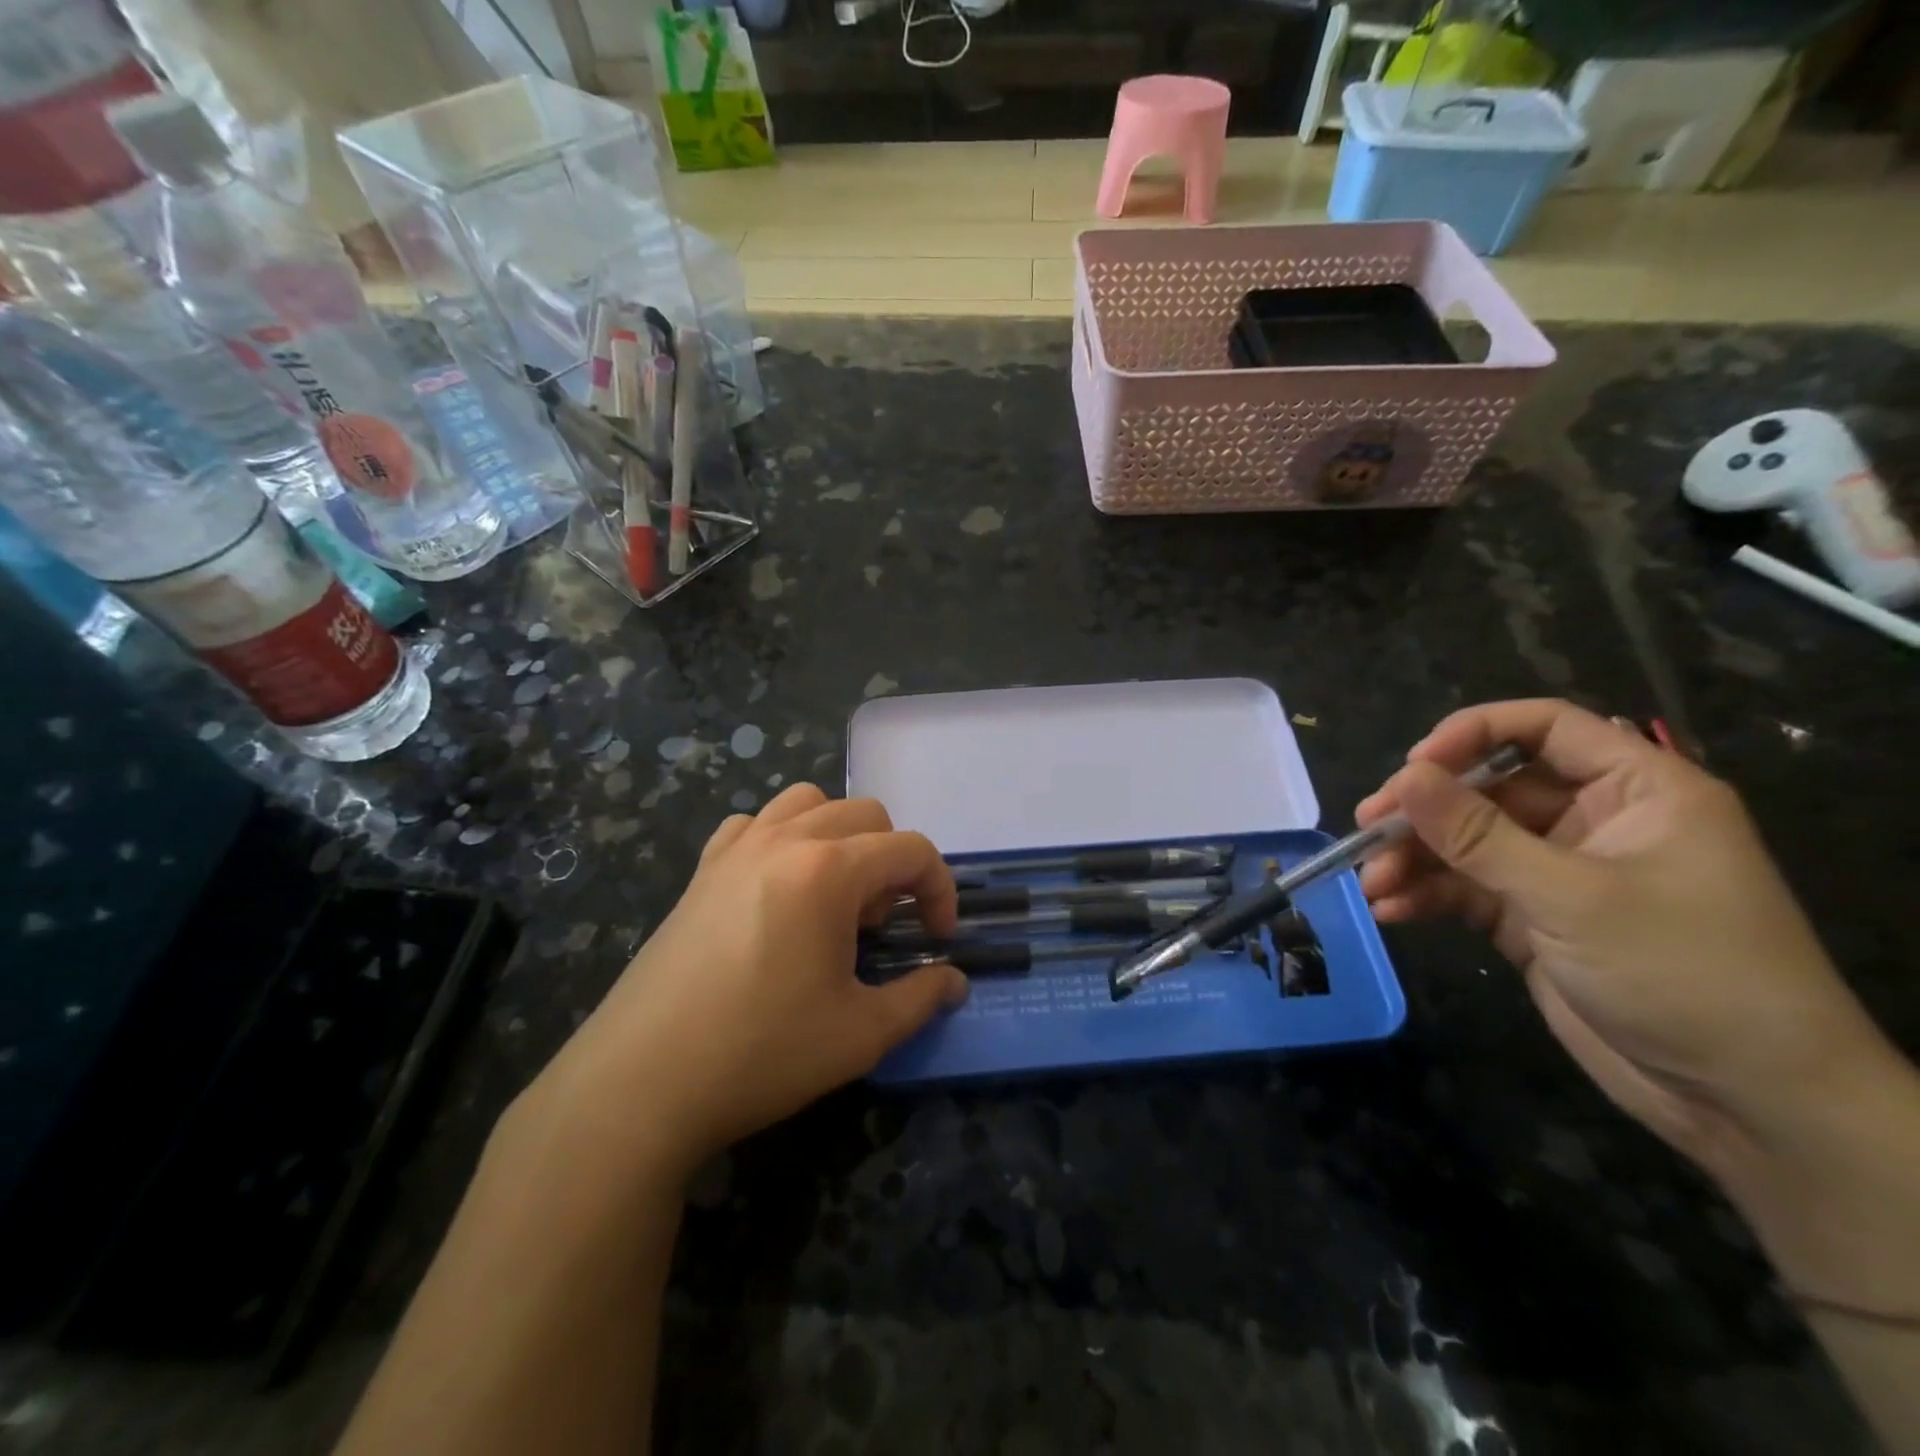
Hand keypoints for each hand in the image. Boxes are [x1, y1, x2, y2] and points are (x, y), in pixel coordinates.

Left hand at [533, 784, 967, 1179]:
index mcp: (829, 870)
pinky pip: (754, 823)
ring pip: (808, 803)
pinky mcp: (702, 869)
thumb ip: (920, 998)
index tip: (936, 938)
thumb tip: (955, 982)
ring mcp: (737, 848)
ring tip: (832, 897)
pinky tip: (777, 890)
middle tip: (878, 927)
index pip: (911, 850)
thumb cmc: (761, 1052)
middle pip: (865, 814)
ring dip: (839, 836)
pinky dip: (782, 839)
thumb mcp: (860, 1035)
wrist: (641, 1081)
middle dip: (891, 862)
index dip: (939, 889)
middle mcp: (784, 840)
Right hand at [1356, 699, 1893, 1179]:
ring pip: (1468, 842)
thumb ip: (1478, 835)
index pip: (1546, 728)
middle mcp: (1595, 821)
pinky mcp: (1533, 920)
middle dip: (1426, 809)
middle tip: (1367, 827)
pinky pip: (1466, 889)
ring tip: (1373, 882)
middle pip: (1489, 788)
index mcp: (1636, 792)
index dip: (1473, 733)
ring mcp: (1560, 873)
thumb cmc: (1683, 974)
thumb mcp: (1571, 897)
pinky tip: (1392, 911)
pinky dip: (1427, 895)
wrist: (1746, 1105)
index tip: (1413, 766)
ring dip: (1415, 857)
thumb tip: (1403, 777)